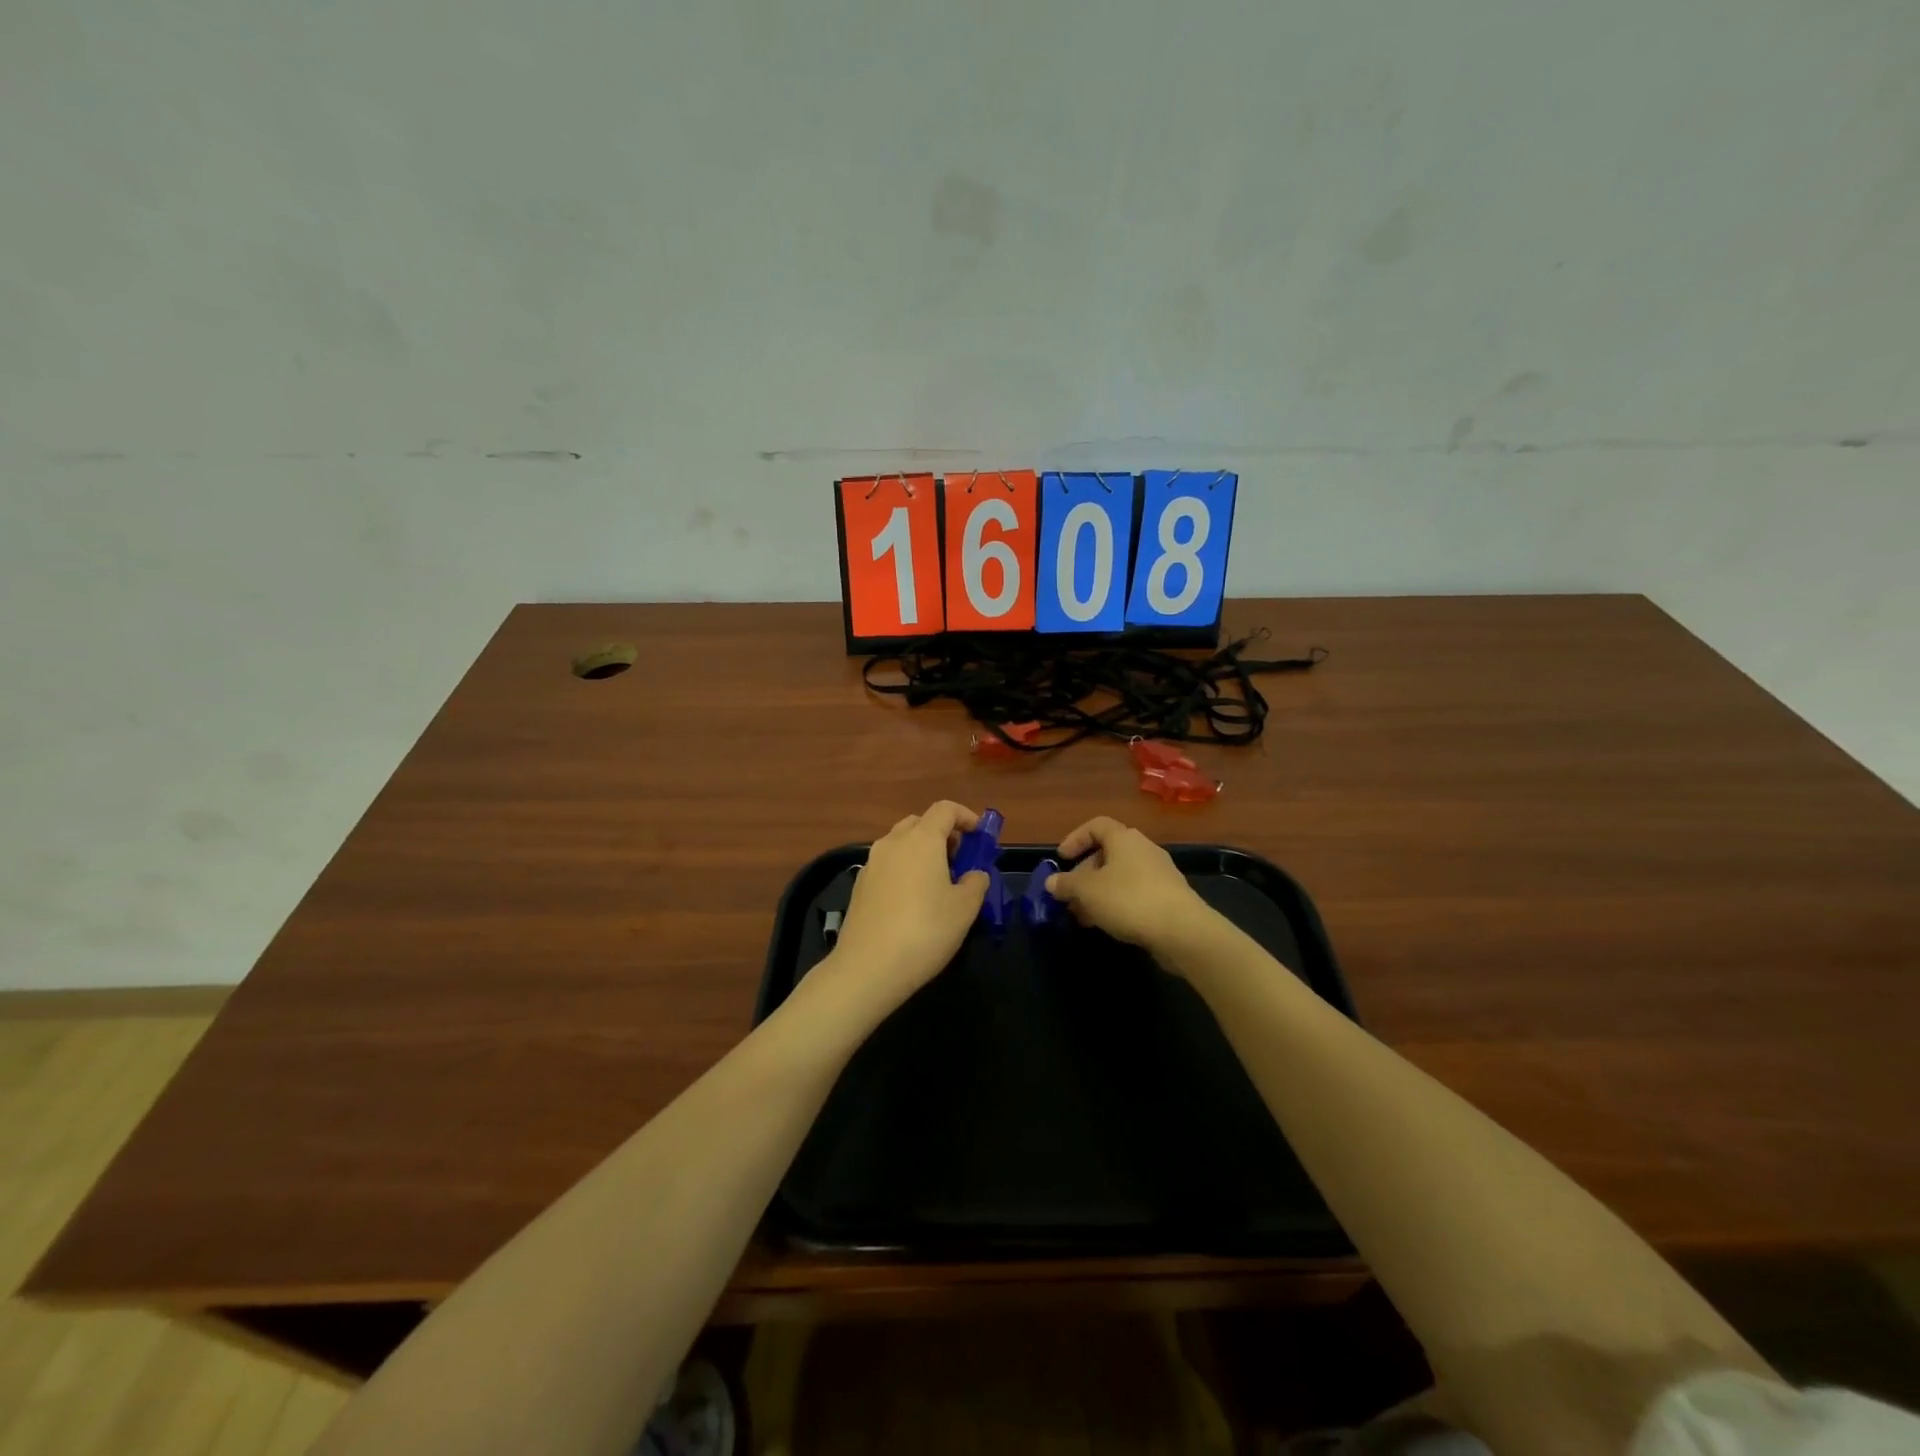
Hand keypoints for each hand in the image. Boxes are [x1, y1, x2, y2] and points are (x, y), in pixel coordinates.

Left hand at [821, 801, 988, 1015]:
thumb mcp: (965, 909)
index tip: (979, 836)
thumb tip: (974, 875)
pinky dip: (903, 870)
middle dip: (941, 834)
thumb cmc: (925, 931)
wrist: (868, 967)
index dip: (965, 817)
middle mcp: (893, 843)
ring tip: (937, 883)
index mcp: (921, 839)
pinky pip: (887, 866)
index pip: (945, 809)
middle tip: (959, 859)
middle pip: (919, 823)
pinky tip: (911, 902)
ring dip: (920, 852)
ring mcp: (871, 864)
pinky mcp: (859, 886)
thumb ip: (975, 883)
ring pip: (900, 844)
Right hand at [1046, 817, 1218, 961]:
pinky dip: (1118, 902)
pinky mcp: (1169, 896)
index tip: (1061, 859)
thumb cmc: (1129, 900)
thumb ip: (1066, 884)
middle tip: (1070, 895)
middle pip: (1107, 853)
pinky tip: (1108, 924)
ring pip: (1120, 876)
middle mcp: (1143, 849)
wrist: (1182, 931)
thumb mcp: (1087, 891)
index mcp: (1124, 838)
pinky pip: (1135, 892)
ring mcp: (1159, 873)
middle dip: (1084, 873)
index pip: (1096, 825)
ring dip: (1099, 892)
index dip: (1075, 838)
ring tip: (1084, 915)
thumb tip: (1052, 881)